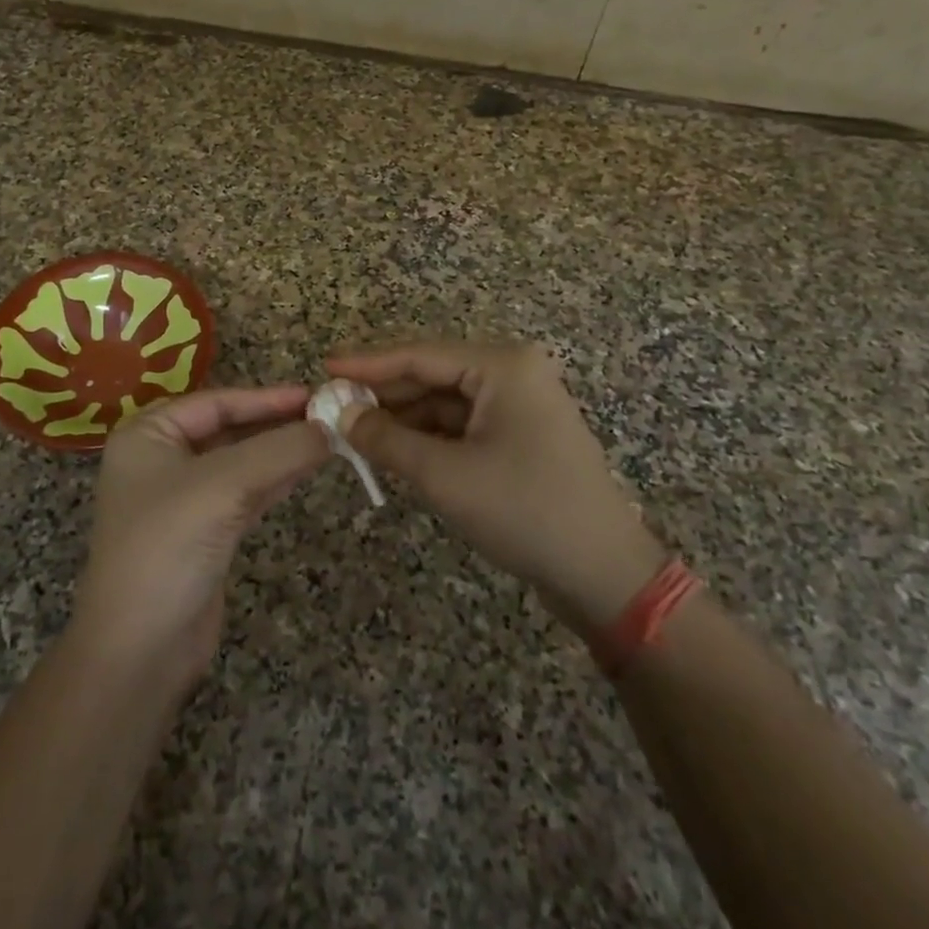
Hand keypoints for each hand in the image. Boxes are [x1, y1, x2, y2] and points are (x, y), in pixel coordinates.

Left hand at [72, 386, 327, 693]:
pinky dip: (276, 480)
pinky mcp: (204, 532)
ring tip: (328, 438)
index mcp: (148, 435)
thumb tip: (331, 427)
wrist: (139, 650)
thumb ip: (280, 450)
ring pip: (241, 461)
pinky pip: (246, 492)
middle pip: (229, 428)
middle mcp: (162, 459)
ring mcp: (183, 498)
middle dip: (276, 423)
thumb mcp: (224, 485)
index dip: (266, 397)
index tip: (314, 394)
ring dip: (281, 451)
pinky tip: (309, 469)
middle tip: (328, 415)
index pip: (216, 402)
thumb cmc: (168, 547)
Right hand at [326, 342, 666, 632]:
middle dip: (383, 394)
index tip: (324, 367)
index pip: (419, 355)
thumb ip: (386, 439)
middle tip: (332, 406)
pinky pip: (462, 425)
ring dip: (403, 418)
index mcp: (502, 365)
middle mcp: (513, 373)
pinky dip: (427, 437)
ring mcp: (519, 405)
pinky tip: (394, 450)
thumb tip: (339, 415)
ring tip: (354, 432)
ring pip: (444, 402)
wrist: (604, 574)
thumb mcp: (445, 475)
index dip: (367, 363)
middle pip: (431, 375)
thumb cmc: (524, 511)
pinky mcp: (520, 435)